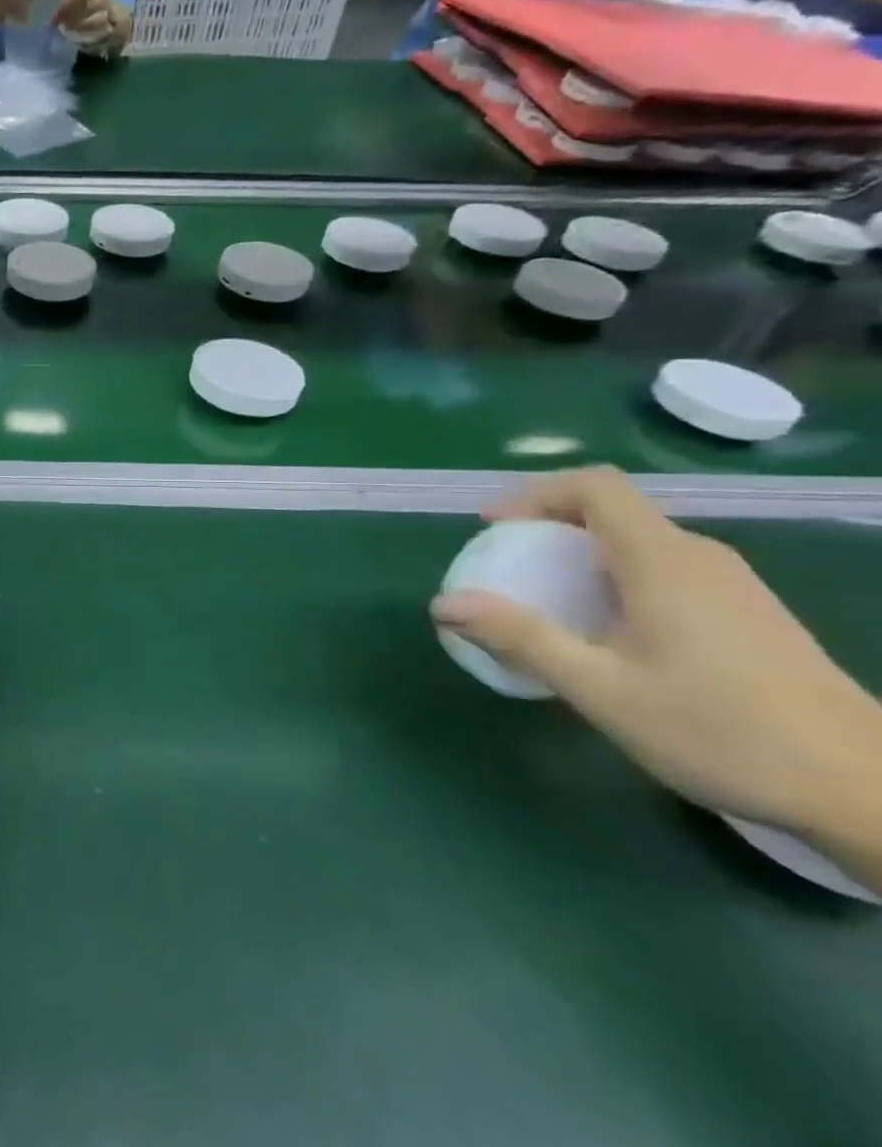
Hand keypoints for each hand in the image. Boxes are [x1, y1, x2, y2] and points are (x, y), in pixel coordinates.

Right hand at [432, 468, 881, 849]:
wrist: (871, 793)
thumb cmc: (722, 733)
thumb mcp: (602, 690)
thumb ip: (521, 638)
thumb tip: (442, 604)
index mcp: (662, 561)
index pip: (594, 486)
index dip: (534, 494)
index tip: (493, 528)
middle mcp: (700, 558)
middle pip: (613, 511)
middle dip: (548, 527)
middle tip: (508, 567)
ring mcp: (734, 586)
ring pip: (640, 541)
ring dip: (582, 554)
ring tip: (548, 600)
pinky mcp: (750, 613)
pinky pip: (667, 569)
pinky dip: (617, 577)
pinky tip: (610, 631)